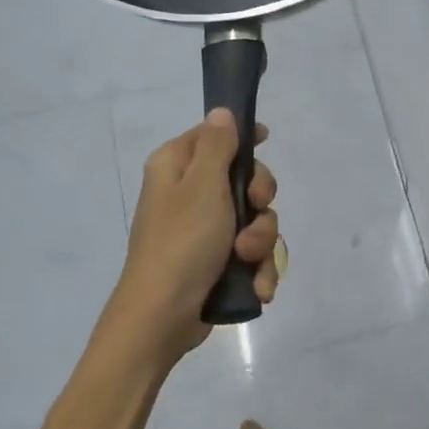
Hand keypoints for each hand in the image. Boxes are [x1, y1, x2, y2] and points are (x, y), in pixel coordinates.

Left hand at [112, 109, 280, 365]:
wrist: (162, 317)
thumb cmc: (182, 241)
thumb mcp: (202, 185)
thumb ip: (217, 146)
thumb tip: (221, 112)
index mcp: (176, 167)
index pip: (213, 136)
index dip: (243, 138)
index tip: (267, 141)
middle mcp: (188, 194)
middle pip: (243, 180)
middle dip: (259, 202)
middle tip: (255, 212)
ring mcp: (203, 231)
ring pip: (254, 221)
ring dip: (260, 242)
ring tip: (247, 260)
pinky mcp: (216, 263)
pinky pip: (251, 254)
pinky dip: (257, 269)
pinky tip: (257, 285)